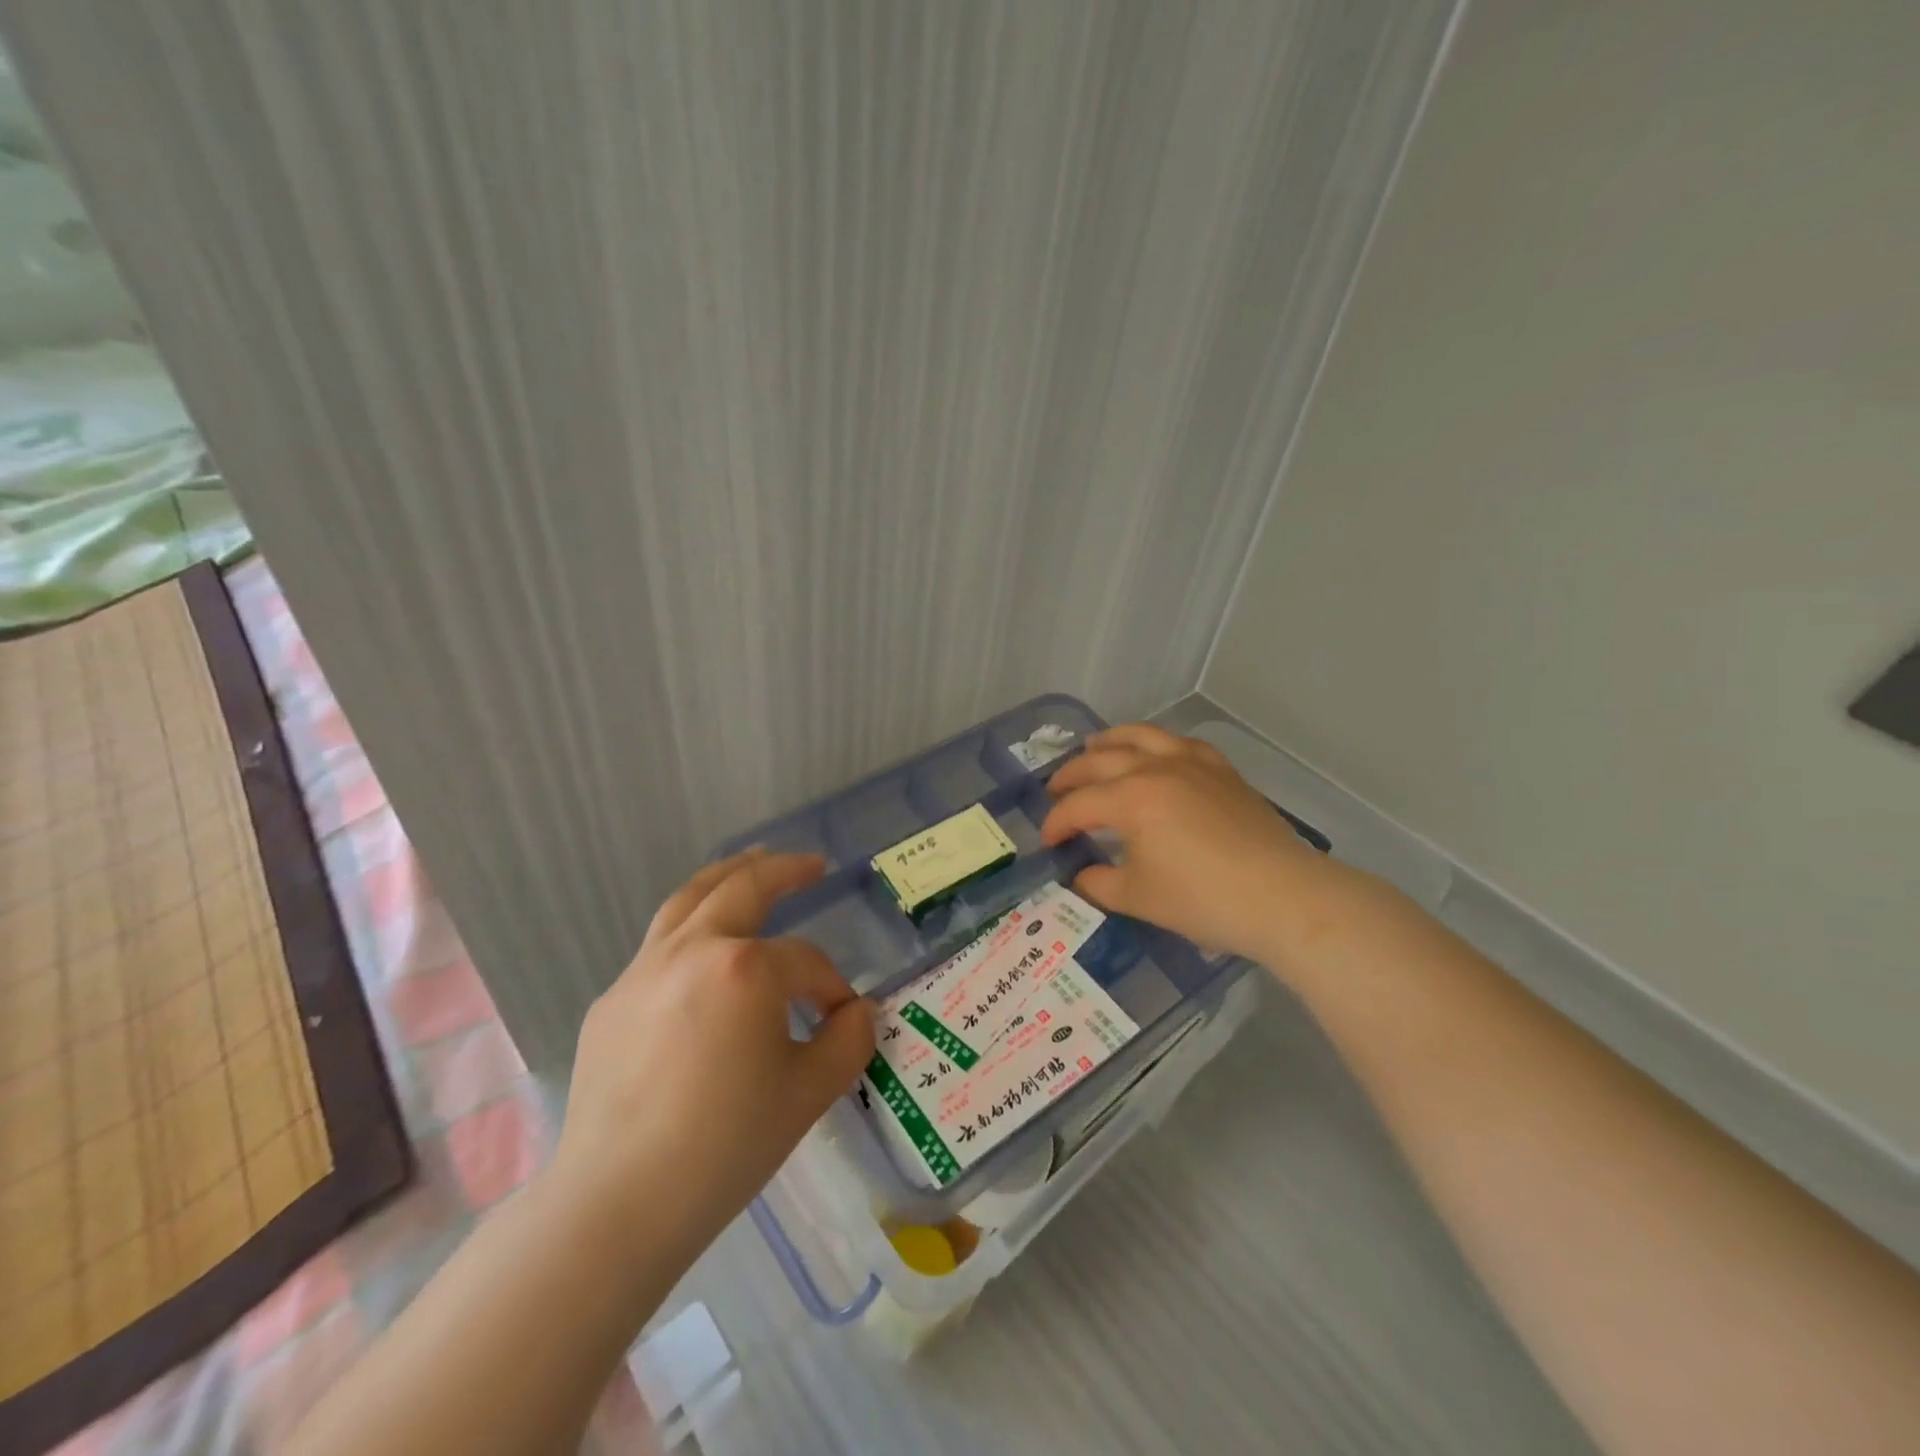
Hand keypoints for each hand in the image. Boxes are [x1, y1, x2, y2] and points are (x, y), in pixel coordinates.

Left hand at [551, 850, 874, 1270]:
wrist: (617, 1204)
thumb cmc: (725, 1146)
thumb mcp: (809, 1093)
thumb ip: (849, 1041)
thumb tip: (856, 1011)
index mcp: (745, 969)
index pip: (806, 962)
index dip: (833, 987)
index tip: (843, 1018)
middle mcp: (692, 950)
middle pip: (743, 888)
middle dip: (783, 870)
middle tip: (811, 864)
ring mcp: (643, 971)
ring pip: (689, 899)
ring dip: (727, 875)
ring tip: (752, 861)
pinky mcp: (612, 1000)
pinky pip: (659, 947)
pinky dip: (690, 928)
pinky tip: (703, 954)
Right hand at [1040, 724, 1361, 964]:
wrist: (1282, 896)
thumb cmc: (1203, 899)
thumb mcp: (1138, 898)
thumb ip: (1098, 883)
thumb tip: (1080, 876)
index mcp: (1131, 798)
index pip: (1079, 805)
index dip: (1057, 823)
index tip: (1048, 843)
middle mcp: (1157, 768)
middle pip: (1101, 761)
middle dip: (1071, 777)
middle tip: (1055, 792)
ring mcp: (1193, 763)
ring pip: (1142, 736)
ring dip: (1110, 741)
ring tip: (1094, 747)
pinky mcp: (1222, 771)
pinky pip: (1181, 743)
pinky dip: (1158, 744)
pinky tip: (1156, 753)